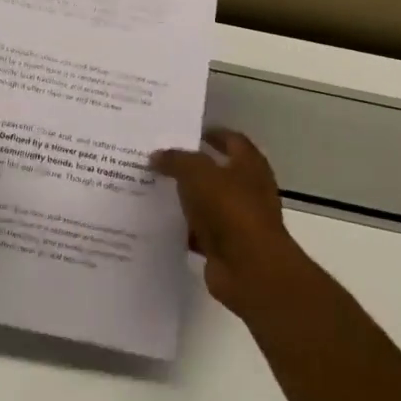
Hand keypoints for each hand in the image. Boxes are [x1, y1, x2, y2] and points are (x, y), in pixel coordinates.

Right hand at [151, 129, 310, 317]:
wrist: (250, 268)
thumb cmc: (231, 210)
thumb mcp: (198, 174)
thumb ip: (176, 160)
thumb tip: (156, 156)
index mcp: (249, 166)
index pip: (232, 140)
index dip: (211, 133)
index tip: (184, 132)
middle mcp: (246, 190)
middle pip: (215, 172)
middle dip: (189, 166)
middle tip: (157, 159)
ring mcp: (236, 220)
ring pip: (204, 202)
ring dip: (182, 198)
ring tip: (150, 188)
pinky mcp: (223, 246)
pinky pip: (196, 231)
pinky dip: (180, 227)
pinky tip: (154, 222)